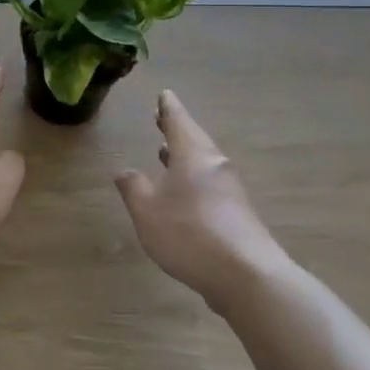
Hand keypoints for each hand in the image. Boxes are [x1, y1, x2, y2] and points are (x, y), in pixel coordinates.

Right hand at [114, 90, 285, 310]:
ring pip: (202, 162)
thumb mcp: (147, 211)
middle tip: (161, 117)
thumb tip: (124, 170)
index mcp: (193, 155)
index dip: (168, 108)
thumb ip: (133, 188)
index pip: (178, 121)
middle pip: (194, 139)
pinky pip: (210, 183)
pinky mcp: (237, 214)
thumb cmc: (190, 234)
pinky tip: (184, 192)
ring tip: (166, 151)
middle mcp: (214, 165)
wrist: (246, 275)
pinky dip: (193, 177)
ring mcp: (230, 190)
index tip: (164, 94)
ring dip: (184, 154)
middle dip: (176, 129)